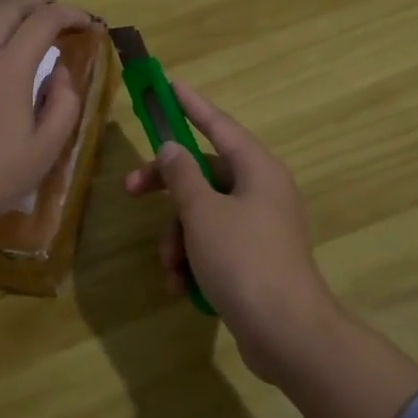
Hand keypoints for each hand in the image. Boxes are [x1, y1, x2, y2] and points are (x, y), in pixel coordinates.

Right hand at [123, 84, 339, 377]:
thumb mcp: (203, 212)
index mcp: (257, 169)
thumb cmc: (243, 260)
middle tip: (131, 191)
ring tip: (172, 266)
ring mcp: (259, 227)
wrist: (286, 332)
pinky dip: (194, 261)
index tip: (167, 84)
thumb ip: (182, 175)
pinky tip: (183, 287)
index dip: (190, 104)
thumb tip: (173, 148)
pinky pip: (214, 245)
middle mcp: (262, 191)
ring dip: (178, 237)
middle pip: (204, 173)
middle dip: (168, 188)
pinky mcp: (254, 260)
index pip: (218, 124)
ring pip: (204, 214)